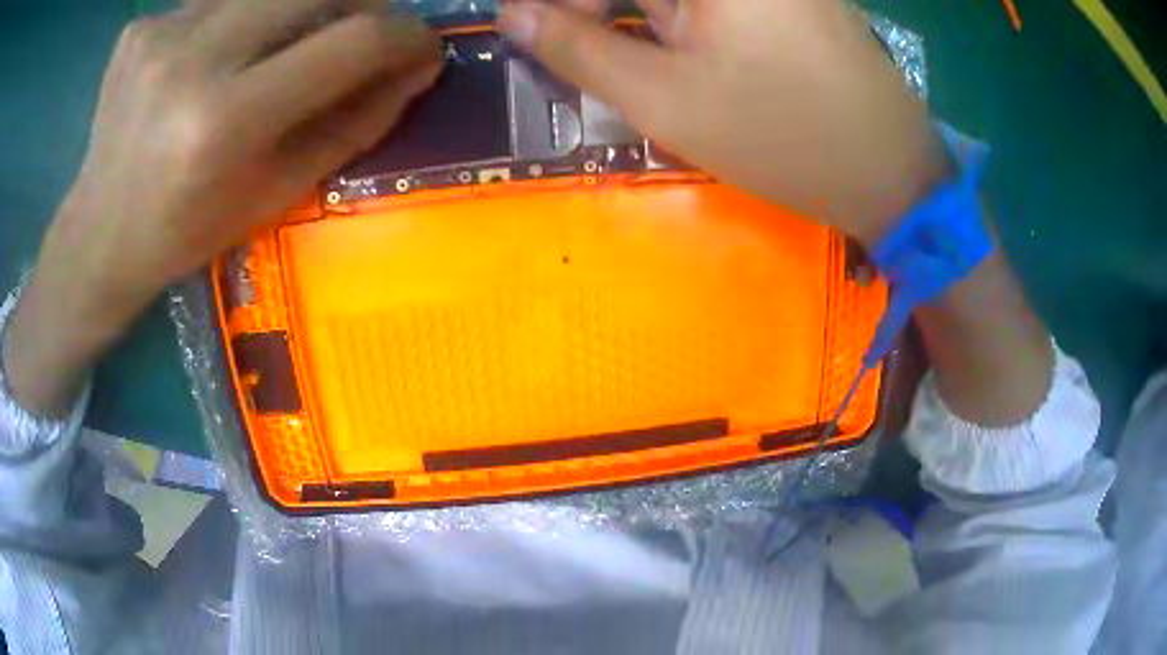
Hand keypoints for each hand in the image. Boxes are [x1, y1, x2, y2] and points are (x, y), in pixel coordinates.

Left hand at [4, 0, 441, 415]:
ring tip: (282, 48)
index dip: (406, 35)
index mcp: (224, 122)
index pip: (351, 41)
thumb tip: (416, 67)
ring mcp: (158, 33)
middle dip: (363, 3)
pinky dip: (240, 18)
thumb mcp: (276, 193)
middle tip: (364, 31)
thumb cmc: (187, 232)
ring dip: (297, 9)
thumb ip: (353, 123)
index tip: (422, 46)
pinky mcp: (140, 26)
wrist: (98, 238)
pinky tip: (218, 56)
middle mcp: (190, 59)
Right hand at [498, 0, 951, 245]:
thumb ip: (578, 48)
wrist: (891, 171)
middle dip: (599, 9)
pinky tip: (693, 52)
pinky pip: (714, 2)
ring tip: (651, 60)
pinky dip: (682, 17)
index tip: (534, 28)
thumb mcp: (664, 99)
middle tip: (580, 42)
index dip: (561, 2)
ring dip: (645, 16)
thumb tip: (513, 14)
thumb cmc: (780, 137)